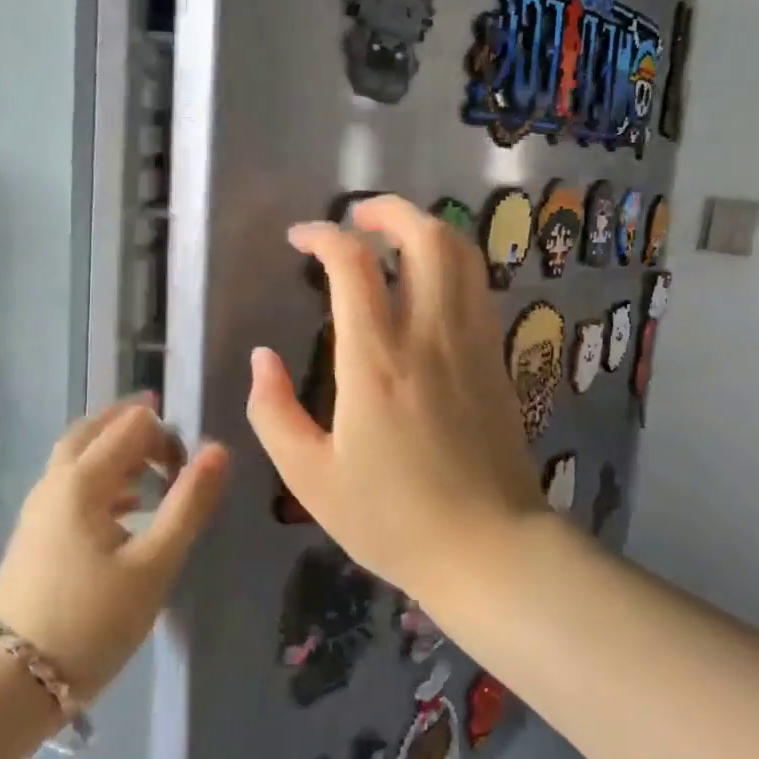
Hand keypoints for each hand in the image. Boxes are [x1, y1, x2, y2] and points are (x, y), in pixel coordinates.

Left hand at [0, 396, 228, 702]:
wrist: (6, 687)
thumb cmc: (90, 623)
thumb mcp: (154, 565)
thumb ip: (188, 504)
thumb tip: (218, 449)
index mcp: (83, 481)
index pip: (130, 426)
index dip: (166, 434)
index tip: (191, 467)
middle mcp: (55, 482)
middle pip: (94, 430)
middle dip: (133, 425)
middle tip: (169, 436)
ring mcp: (38, 509)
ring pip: (78, 457)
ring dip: (115, 449)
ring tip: (152, 468)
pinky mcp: (33, 536)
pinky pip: (70, 484)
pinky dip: (101, 478)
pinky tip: (125, 509)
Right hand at [247, 195, 545, 600]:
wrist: (488, 548)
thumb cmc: (392, 518)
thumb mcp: (309, 477)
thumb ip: (273, 412)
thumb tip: (262, 358)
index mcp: (376, 361)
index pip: (352, 264)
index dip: (323, 236)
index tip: (300, 239)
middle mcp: (429, 336)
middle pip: (424, 237)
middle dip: (388, 210)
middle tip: (357, 216)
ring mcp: (472, 342)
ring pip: (462, 253)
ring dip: (426, 228)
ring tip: (393, 236)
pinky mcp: (496, 356)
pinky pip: (478, 285)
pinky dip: (452, 261)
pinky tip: (428, 280)